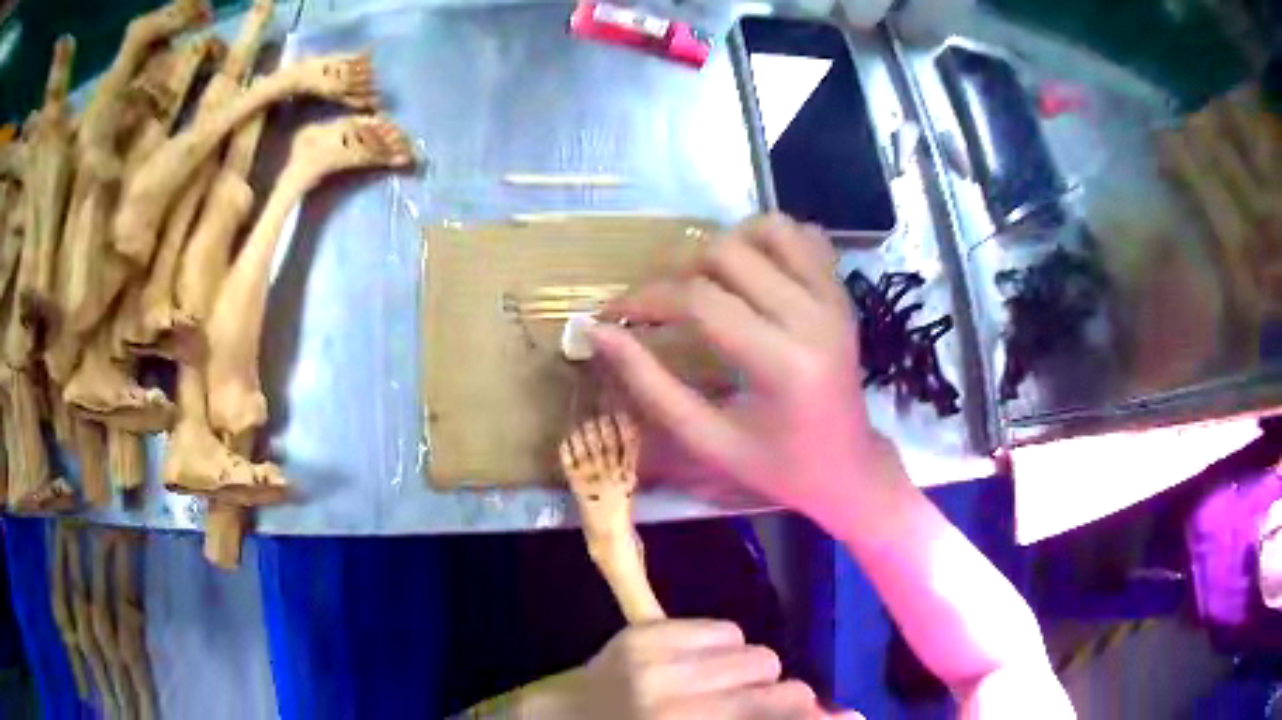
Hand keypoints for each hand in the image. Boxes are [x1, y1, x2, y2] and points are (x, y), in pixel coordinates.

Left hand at [545, 619, 821, 718]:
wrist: (570, 719)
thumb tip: (851, 716)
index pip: (779, 713)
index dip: (816, 717)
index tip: (844, 718)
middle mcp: (676, 704)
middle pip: (782, 686)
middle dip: (781, 699)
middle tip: (753, 707)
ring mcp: (657, 664)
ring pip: (757, 654)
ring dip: (749, 673)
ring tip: (718, 687)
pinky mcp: (643, 634)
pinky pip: (725, 629)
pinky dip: (722, 648)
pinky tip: (697, 665)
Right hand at [592, 214, 903, 525]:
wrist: (847, 468)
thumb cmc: (776, 467)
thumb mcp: (707, 440)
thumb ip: (650, 386)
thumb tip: (597, 333)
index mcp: (781, 363)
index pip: (700, 300)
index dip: (646, 299)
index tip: (614, 313)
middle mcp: (813, 316)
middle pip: (730, 251)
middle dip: (677, 267)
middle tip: (654, 300)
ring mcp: (834, 298)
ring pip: (771, 228)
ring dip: (726, 243)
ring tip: (702, 277)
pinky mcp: (842, 293)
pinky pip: (805, 238)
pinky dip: (770, 241)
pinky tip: (750, 271)